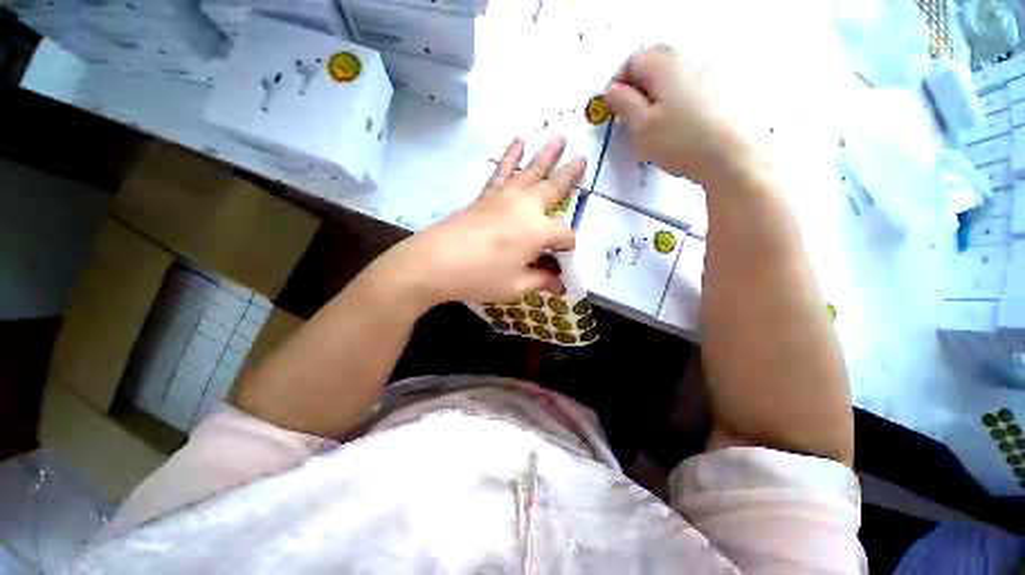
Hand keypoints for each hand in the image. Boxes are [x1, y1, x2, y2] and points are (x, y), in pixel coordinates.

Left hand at [383, 136, 583, 307]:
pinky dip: (511, 155)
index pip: (565, 235)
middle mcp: (527, 207)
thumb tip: (558, 285)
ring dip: (547, 154)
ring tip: (560, 136)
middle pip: (555, 188)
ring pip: (532, 171)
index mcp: (539, 231)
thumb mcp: (516, 286)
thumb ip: (541, 281)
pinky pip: (502, 170)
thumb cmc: (480, 277)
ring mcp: (506, 196)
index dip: (568, 248)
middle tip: (583, 158)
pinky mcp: (487, 194)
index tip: (561, 260)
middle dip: (570, 175)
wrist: (437, 261)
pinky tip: (518, 140)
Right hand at [603, 45, 763, 186]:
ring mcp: (706, 77)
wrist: (730, 156)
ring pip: (672, 77)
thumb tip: (611, 90)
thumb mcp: (642, 125)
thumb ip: (624, 104)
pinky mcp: (718, 94)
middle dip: (637, 83)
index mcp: (665, 67)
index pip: (634, 61)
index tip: (612, 107)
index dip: (618, 81)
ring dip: (654, 93)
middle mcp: (688, 64)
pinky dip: (671, 101)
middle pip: (656, 61)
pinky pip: (686, 89)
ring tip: (649, 124)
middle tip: (629, 111)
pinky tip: (672, 126)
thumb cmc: (679, 140)